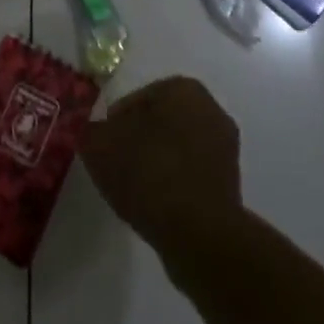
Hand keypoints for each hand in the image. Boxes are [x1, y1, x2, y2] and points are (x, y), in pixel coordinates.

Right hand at [82, 77, 243, 261]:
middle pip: (160, 122)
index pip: (137, 98)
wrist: (199, 235)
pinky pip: (190, 176)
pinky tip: (156, 205)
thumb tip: (95, 132)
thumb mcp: (99, 144)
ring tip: (135, 188)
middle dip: (139, 139)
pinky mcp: (231, 187)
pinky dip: (173, 186)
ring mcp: (226, 150)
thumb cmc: (148, 172)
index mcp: (183, 89)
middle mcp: (210, 110)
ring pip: (177, 149)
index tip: (104, 144)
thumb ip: (91, 130)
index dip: (115, 121)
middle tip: (117, 163)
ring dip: (157, 163)